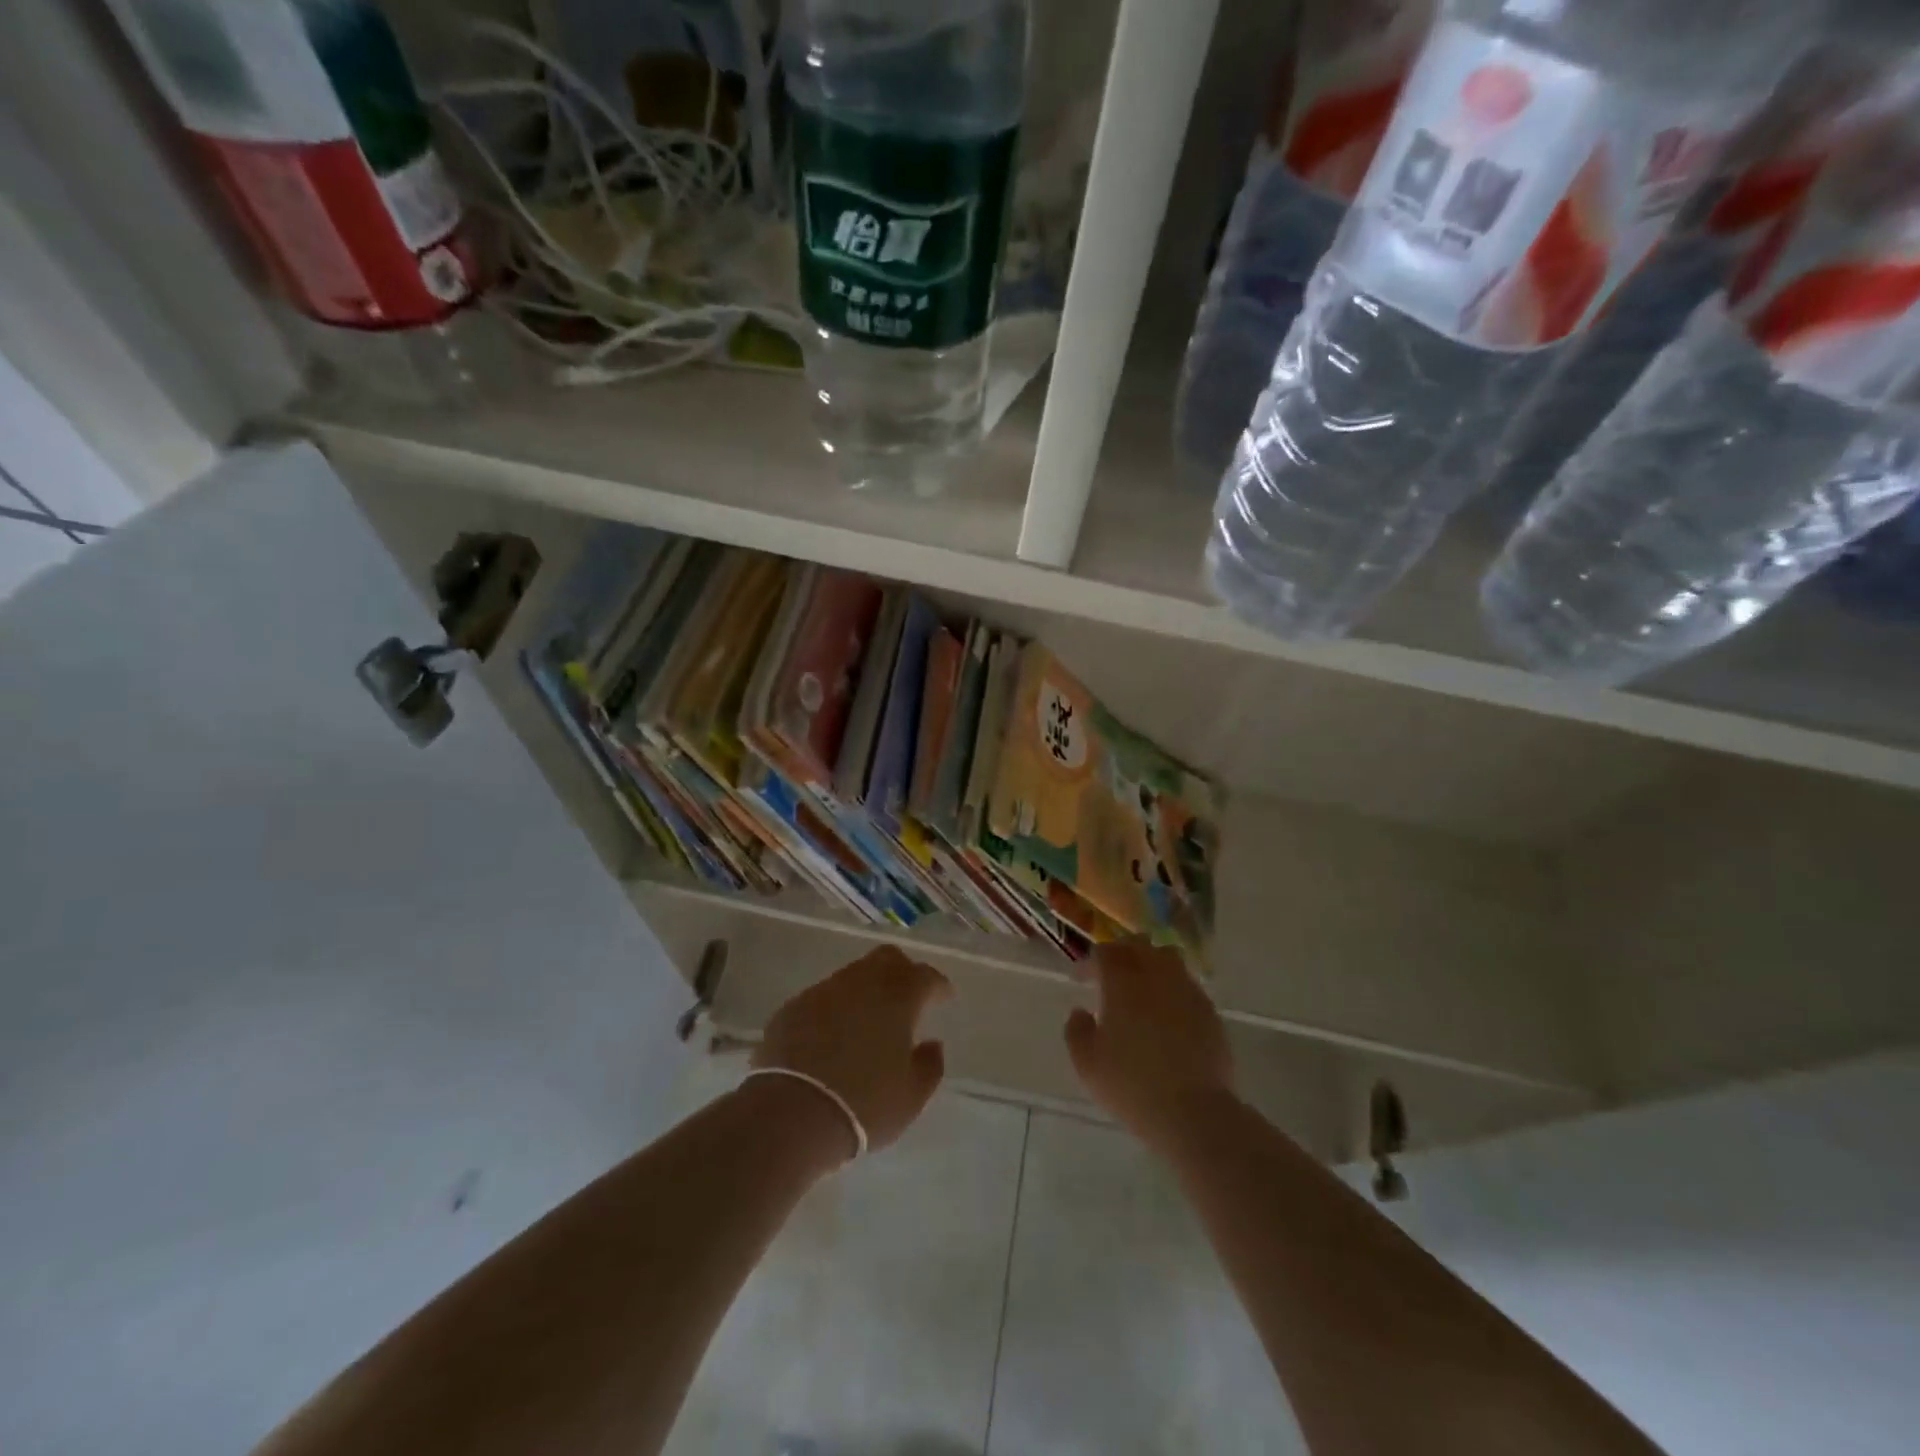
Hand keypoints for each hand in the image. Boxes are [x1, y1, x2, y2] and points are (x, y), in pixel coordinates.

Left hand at [751, 945, 951, 1158]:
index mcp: (898, 996)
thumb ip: (930, 1065)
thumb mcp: (912, 1096)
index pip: (926, 976)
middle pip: (887, 959)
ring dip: (866, 989)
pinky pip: (823, 997)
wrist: (792, 1114)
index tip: (944, 997)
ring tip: (869, 1019)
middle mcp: (862, 982)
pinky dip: (835, 1008)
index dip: (938, 985)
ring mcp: (824, 990)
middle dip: (902, 971)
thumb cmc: (864, 1104)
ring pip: (853, 975)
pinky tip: (833, 1034)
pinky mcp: (794, 1007)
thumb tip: (932, 1044)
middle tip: (908, 997)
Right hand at [1065, 940, 1237, 1156]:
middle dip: (1122, 953)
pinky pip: (1188, 985)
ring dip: (1151, 964)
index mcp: (1122, 982)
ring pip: (1168, 958)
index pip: (1105, 952)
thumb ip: (1076, 1031)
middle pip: (1139, 945)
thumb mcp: (1087, 1064)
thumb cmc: (1132, 1085)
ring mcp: (1187, 990)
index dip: (1091, 961)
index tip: (1082, 979)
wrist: (1193, 1112)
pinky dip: (1174, 988)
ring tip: (1143, 989)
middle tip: (1112, 976)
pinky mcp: (1209, 1011)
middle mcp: (1156, 975)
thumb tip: (1081, 1012)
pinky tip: (1169, 1013)